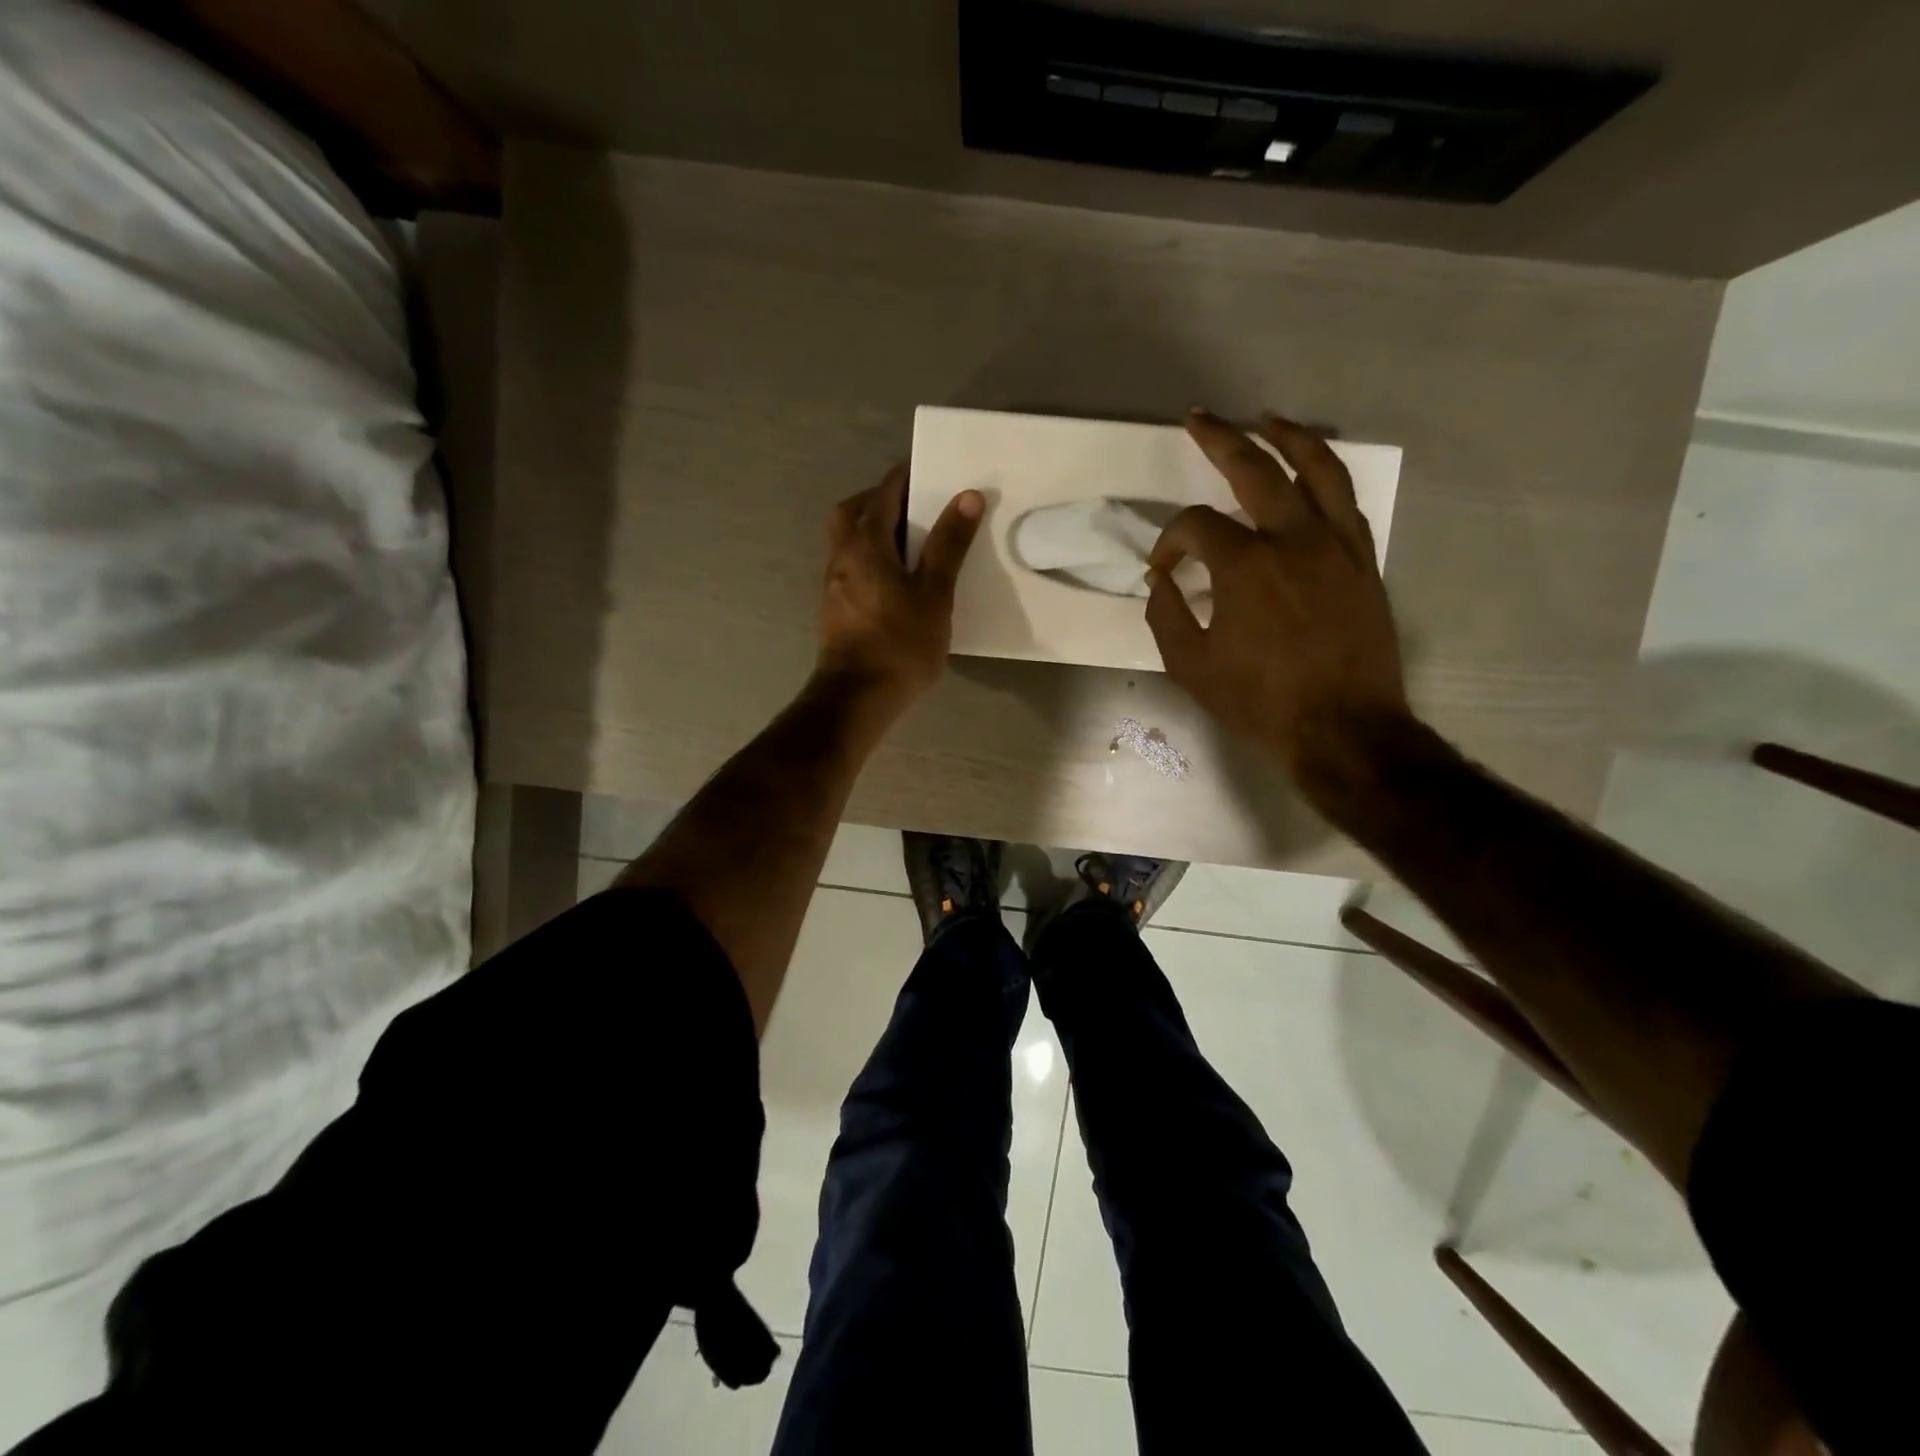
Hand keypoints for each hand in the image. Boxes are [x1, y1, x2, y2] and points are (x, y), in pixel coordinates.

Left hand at [816, 464, 982, 712]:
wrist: (856, 697)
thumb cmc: (899, 643)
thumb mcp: (934, 593)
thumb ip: (949, 544)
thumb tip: (967, 496)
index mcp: (866, 543)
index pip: (885, 492)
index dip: (908, 476)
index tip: (934, 470)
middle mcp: (842, 555)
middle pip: (854, 510)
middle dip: (882, 499)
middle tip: (914, 506)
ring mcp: (833, 583)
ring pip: (848, 539)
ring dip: (873, 529)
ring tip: (910, 543)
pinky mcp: (835, 608)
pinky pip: (850, 565)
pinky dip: (870, 557)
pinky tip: (895, 578)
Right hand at [1146, 408, 1409, 778]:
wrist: (1342, 729)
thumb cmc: (1259, 702)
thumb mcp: (1189, 666)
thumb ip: (1166, 615)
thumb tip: (1161, 580)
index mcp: (1245, 565)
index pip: (1197, 526)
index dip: (1169, 541)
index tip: (1162, 569)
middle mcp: (1293, 539)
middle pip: (1256, 468)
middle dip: (1221, 438)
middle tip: (1198, 417)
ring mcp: (1336, 545)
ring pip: (1318, 468)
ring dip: (1289, 436)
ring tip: (1266, 420)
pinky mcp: (1362, 561)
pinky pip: (1345, 502)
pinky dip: (1325, 476)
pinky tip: (1309, 473)